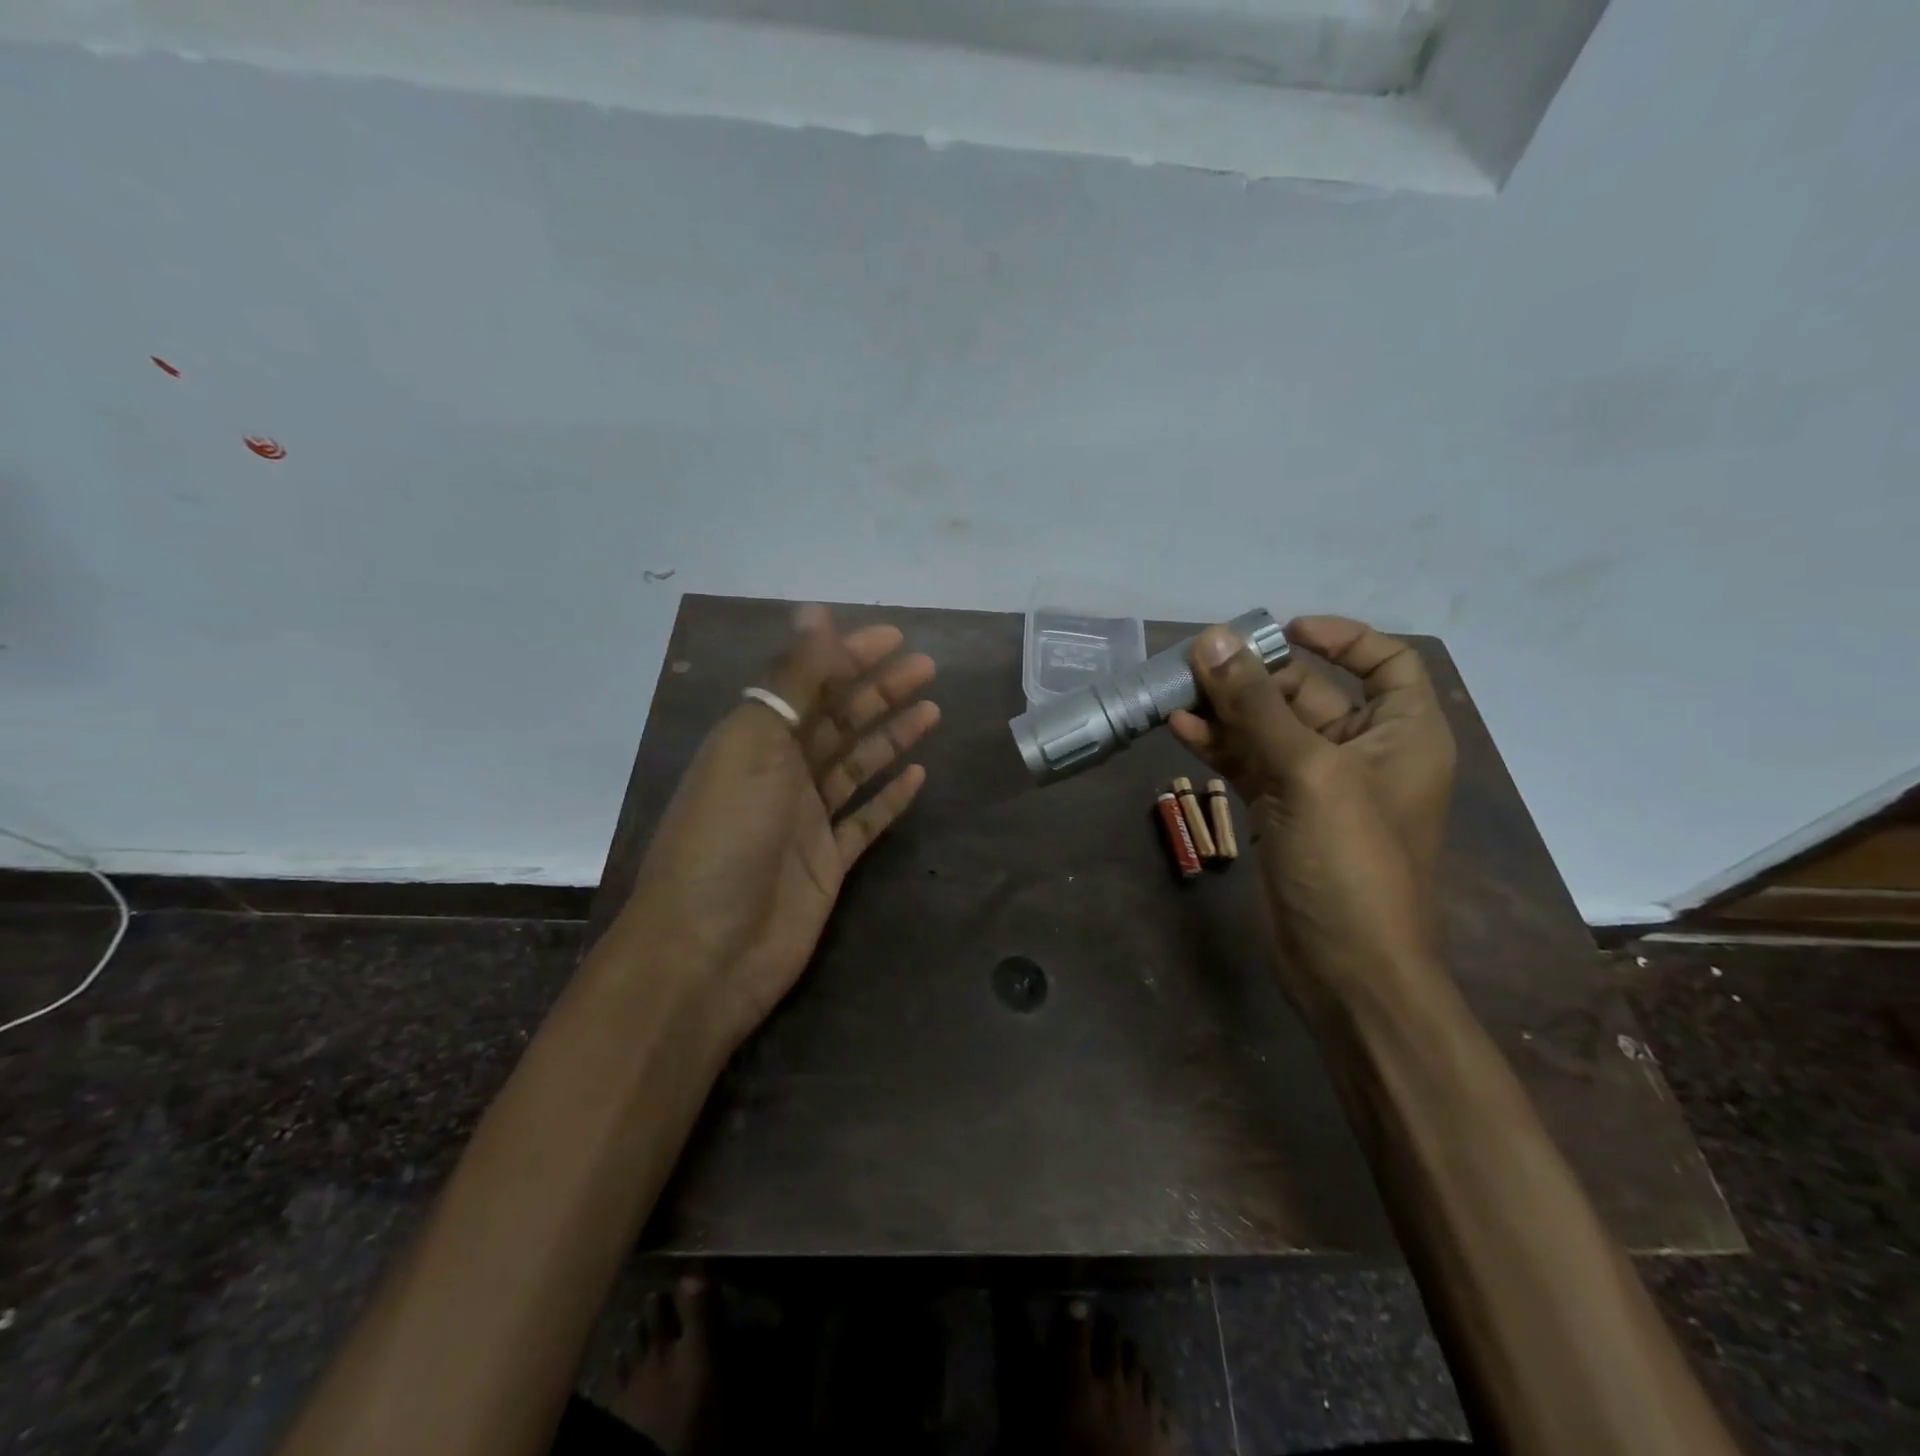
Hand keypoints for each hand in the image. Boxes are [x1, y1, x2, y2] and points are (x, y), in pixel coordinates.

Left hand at [619, 605, 938, 1051]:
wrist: (708, 951)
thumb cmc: (726, 836)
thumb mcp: (754, 744)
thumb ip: (791, 680)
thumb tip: (816, 613)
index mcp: (753, 739)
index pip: (807, 682)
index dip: (849, 655)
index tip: (896, 638)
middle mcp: (779, 774)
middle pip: (837, 720)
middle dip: (880, 690)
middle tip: (927, 667)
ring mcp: (805, 820)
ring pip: (856, 765)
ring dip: (891, 735)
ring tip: (933, 709)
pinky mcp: (827, 863)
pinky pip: (864, 819)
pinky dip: (890, 796)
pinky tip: (919, 774)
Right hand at [1169, 616, 1456, 1004]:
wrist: (1347, 967)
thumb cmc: (1350, 862)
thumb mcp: (1307, 772)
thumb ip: (1255, 704)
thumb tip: (1212, 640)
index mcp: (1403, 733)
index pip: (1385, 662)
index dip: (1341, 638)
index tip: (1282, 631)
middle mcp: (1365, 752)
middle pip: (1308, 693)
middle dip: (1254, 677)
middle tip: (1197, 664)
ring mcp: (1318, 785)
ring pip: (1269, 729)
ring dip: (1226, 710)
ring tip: (1177, 692)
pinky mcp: (1282, 812)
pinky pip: (1249, 763)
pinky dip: (1219, 746)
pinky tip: (1180, 730)